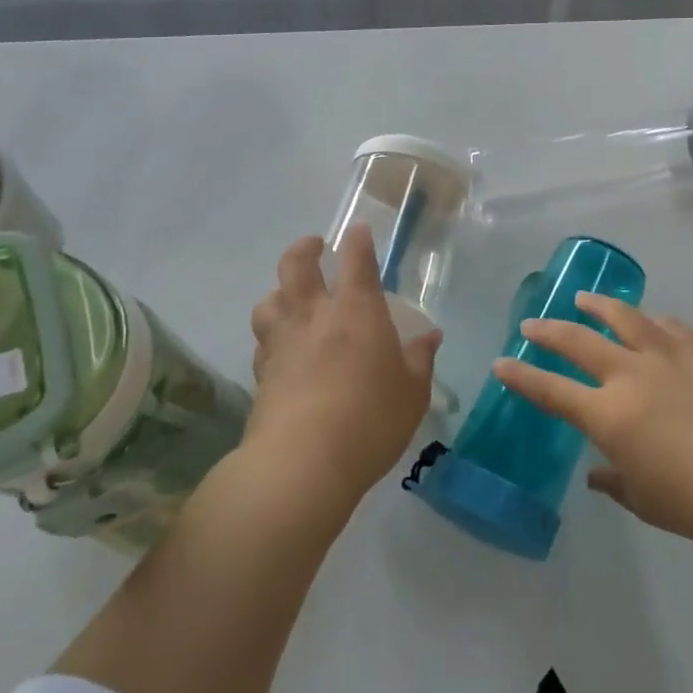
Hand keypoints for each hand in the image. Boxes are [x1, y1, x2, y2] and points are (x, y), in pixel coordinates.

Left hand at [246, 225, 440, 510]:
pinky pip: (263, 341)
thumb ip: (420, 358)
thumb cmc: (371, 418)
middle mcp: (314, 316)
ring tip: (290, 297)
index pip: (356, 259)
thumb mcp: (412, 391)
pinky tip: (282, 348)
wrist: (303, 463)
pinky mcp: (262, 373)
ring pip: (269, 300)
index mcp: (357, 311)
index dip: (357, 239)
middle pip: (296, 265)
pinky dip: (272, 335)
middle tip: (314, 246)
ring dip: (279, 291)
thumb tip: (430, 336)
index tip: (358, 229)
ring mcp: (282, 343)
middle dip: (305, 248)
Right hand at [491, 295, 692, 547]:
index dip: (523, 377)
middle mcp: (632, 375)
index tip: (501, 363)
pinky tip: (651, 320)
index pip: (553, 391)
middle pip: (580, 342)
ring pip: (625, 318)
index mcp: (610, 414)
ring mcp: (668, 358)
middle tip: (532, 325)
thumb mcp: (645, 500)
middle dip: (550, 332)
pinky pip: (670, 327)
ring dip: (598, 306)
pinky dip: (653, 321)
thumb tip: (596, 473)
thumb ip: (614, 482)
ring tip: (583, 298)